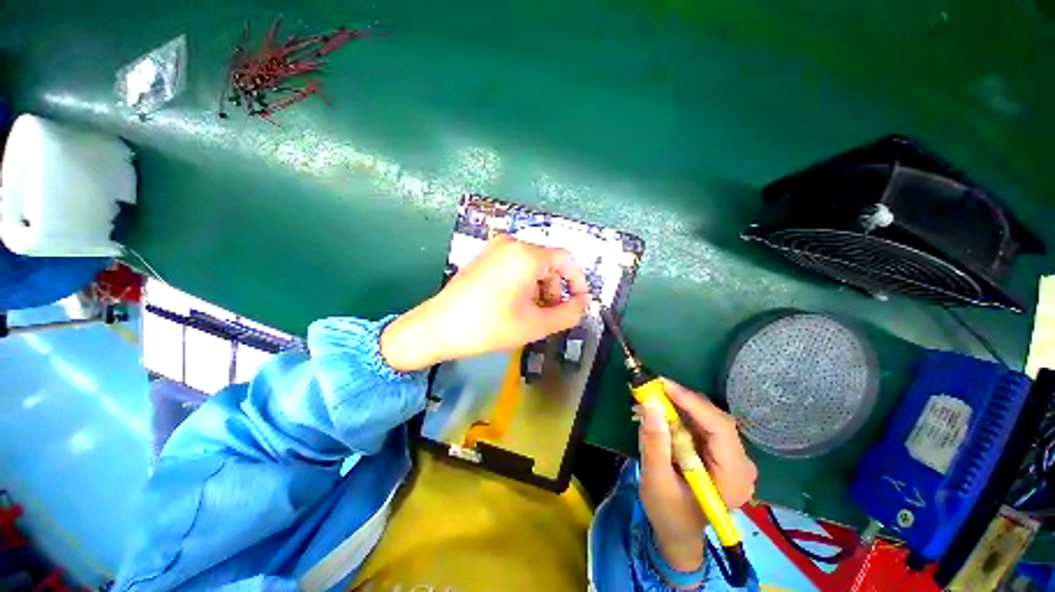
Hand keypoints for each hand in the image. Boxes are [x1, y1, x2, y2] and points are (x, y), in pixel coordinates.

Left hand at [380, 235, 590, 371]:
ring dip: (540, 288)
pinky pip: (516, 266)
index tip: (580, 303)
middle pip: (549, 263)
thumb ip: (568, 314)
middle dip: (556, 289)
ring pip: (532, 265)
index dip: (579, 281)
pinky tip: (516, 304)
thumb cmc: (488, 326)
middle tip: (552, 315)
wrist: (437, 328)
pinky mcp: (484, 257)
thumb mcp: (535, 324)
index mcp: (526, 255)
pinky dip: (525, 284)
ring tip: (533, 313)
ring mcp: (495, 248)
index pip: (566, 260)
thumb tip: (583, 303)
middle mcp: (512, 244)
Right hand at [638, 379, 756, 571]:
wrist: (678, 533)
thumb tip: (650, 405)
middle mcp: (741, 464)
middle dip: (684, 401)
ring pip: (708, 418)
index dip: (693, 403)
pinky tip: (663, 411)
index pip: (721, 429)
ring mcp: (732, 457)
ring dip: (680, 405)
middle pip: (716, 420)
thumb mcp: (656, 481)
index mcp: (733, 478)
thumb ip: (654, 444)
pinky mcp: (720, 452)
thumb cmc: (668, 514)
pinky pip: (702, 424)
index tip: (664, 385)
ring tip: (654, 397)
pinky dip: (680, 414)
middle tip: (654, 388)